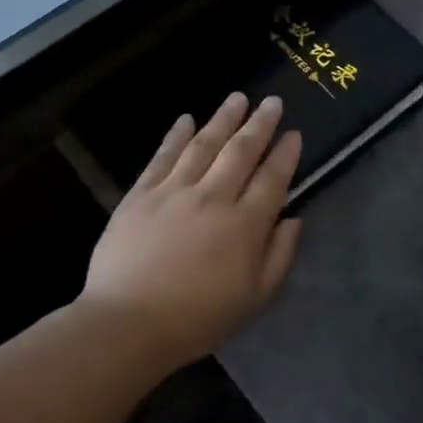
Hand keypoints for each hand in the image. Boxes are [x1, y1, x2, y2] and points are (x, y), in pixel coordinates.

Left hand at [82, 93, 302, 369]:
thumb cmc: (198, 318)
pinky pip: (163, 156)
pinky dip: (176, 135)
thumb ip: (279, 255)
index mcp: (245, 225)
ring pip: (204, 144)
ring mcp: (174, 191)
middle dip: (260, 124)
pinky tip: (186, 118)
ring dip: (223, 118)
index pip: (272, 179)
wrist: (128, 324)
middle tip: (273, 102)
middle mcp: (213, 197)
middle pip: (241, 151)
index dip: (285, 154)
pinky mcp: (141, 194)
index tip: (294, 135)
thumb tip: (293, 219)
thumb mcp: (255, 298)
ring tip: (238, 98)